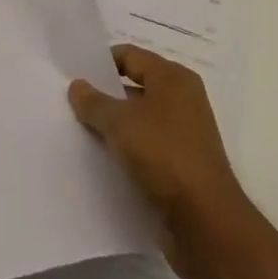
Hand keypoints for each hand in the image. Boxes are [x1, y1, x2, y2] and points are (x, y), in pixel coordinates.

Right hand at [68, 44, 255, 278]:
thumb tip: (77, 85)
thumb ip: (94, 102)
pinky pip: (148, 149)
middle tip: (72, 103)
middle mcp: (183, 100)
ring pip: (140, 121)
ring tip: (82, 132)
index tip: (74, 75)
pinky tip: (104, 161)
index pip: (130, 56)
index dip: (101, 63)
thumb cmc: (164, 154)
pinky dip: (128, 151)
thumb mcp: (120, 123)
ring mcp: (185, 135)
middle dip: (106, 96)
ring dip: (115, 127)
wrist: (206, 222)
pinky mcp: (183, 167)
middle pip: (135, 87)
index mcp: (173, 78)